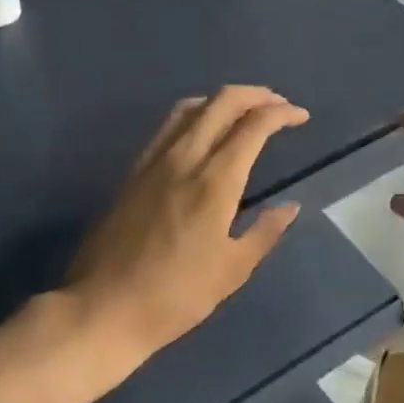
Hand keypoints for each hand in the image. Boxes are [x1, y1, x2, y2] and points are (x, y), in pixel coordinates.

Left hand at [62, 86, 308, 371]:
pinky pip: (169, 124)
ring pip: (192, 106)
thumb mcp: (232, 271)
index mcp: (214, 181)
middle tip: (279, 105)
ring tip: (245, 111)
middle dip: (255, 95)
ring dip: (224, 99)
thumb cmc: (175, 296)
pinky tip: (203, 129)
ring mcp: (154, 160)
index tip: (301, 117)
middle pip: (222, 102)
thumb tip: (289, 207)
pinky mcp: (134, 170)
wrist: (102, 308)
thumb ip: (264, 233)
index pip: (253, 126)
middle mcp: (184, 158)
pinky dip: (196, 112)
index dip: (281, 113)